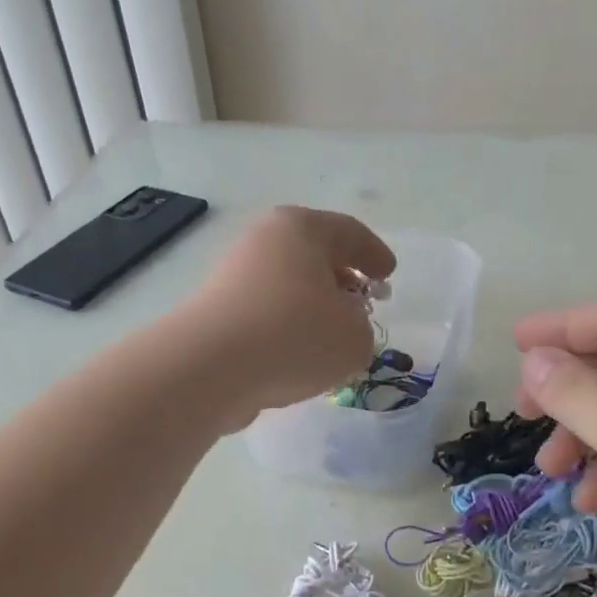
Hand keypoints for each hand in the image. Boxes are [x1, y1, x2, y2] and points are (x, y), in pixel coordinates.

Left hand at [181, 207, 394, 425]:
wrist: (208, 367)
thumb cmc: (293, 335)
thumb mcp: (354, 337)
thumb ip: (362, 329)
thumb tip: (343, 327)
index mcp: (301, 229)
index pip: (349, 232)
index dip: (375, 254)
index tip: (389, 275)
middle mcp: (264, 242)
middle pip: (314, 256)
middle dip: (342, 280)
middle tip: (363, 303)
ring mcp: (234, 275)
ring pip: (288, 286)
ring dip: (313, 309)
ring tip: (333, 339)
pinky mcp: (216, 312)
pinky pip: (266, 314)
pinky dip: (286, 329)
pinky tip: (298, 357)